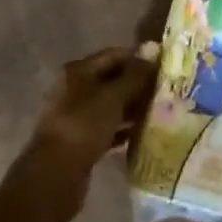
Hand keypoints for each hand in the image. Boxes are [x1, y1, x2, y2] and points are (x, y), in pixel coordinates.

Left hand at [24, 45, 158, 203]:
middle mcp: (75, 89)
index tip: (164, 66)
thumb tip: (153, 49)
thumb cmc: (85, 125)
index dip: (139, 58)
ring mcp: (76, 115)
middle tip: (166, 91)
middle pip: (112, 80)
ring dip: (132, 107)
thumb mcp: (113, 96)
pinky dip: (123, 129)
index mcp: (79, 71)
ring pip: (111, 105)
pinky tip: (142, 133)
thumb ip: (135, 75)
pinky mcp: (81, 139)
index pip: (114, 55)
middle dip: (138, 85)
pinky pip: (107, 128)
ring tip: (160, 111)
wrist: (56, 173)